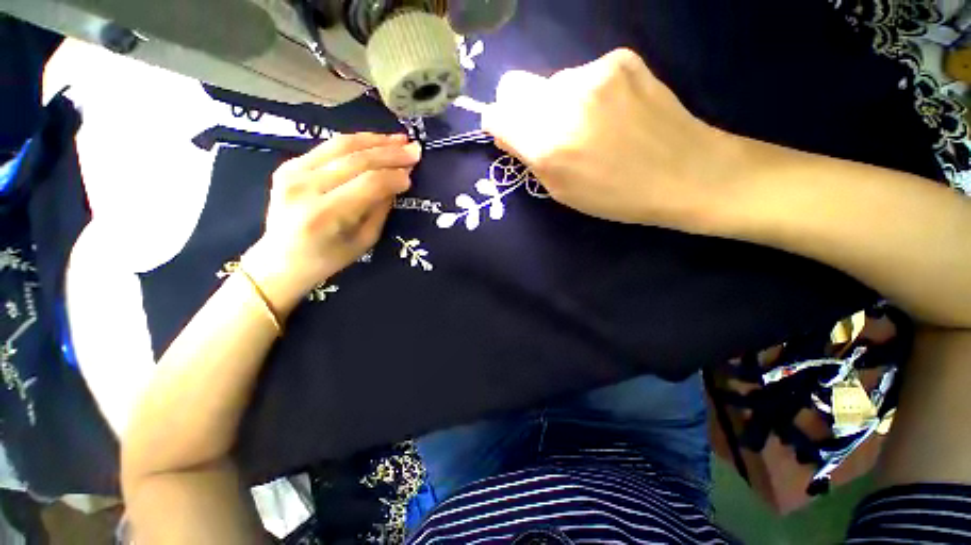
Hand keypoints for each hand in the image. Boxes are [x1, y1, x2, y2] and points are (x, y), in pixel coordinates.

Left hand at [242, 133, 420, 316]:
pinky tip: (375, 142)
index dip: (394, 177)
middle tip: (415, 150)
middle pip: (356, 160)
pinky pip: (328, 147)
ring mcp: (293, 172)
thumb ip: (380, 210)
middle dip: (390, 154)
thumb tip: (397, 183)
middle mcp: (305, 187)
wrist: (280, 259)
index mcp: (325, 214)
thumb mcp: (364, 241)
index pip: (368, 184)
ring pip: (342, 146)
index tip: (412, 175)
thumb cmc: (328, 259)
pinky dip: (356, 142)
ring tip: (400, 140)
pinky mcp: (289, 165)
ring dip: (375, 141)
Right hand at [482, 49, 742, 230]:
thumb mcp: (561, 191)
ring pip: (552, 82)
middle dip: (524, 111)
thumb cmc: (616, 196)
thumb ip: (530, 159)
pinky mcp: (620, 59)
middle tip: (552, 131)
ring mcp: (593, 73)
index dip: (500, 125)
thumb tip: (510, 134)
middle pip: (516, 87)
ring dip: (559, 103)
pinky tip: (614, 111)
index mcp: (546, 144)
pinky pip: (584, 74)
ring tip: (591, 125)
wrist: (686, 173)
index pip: (495, 114)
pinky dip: (589, 93)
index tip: (512, 135)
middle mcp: (563, 102)